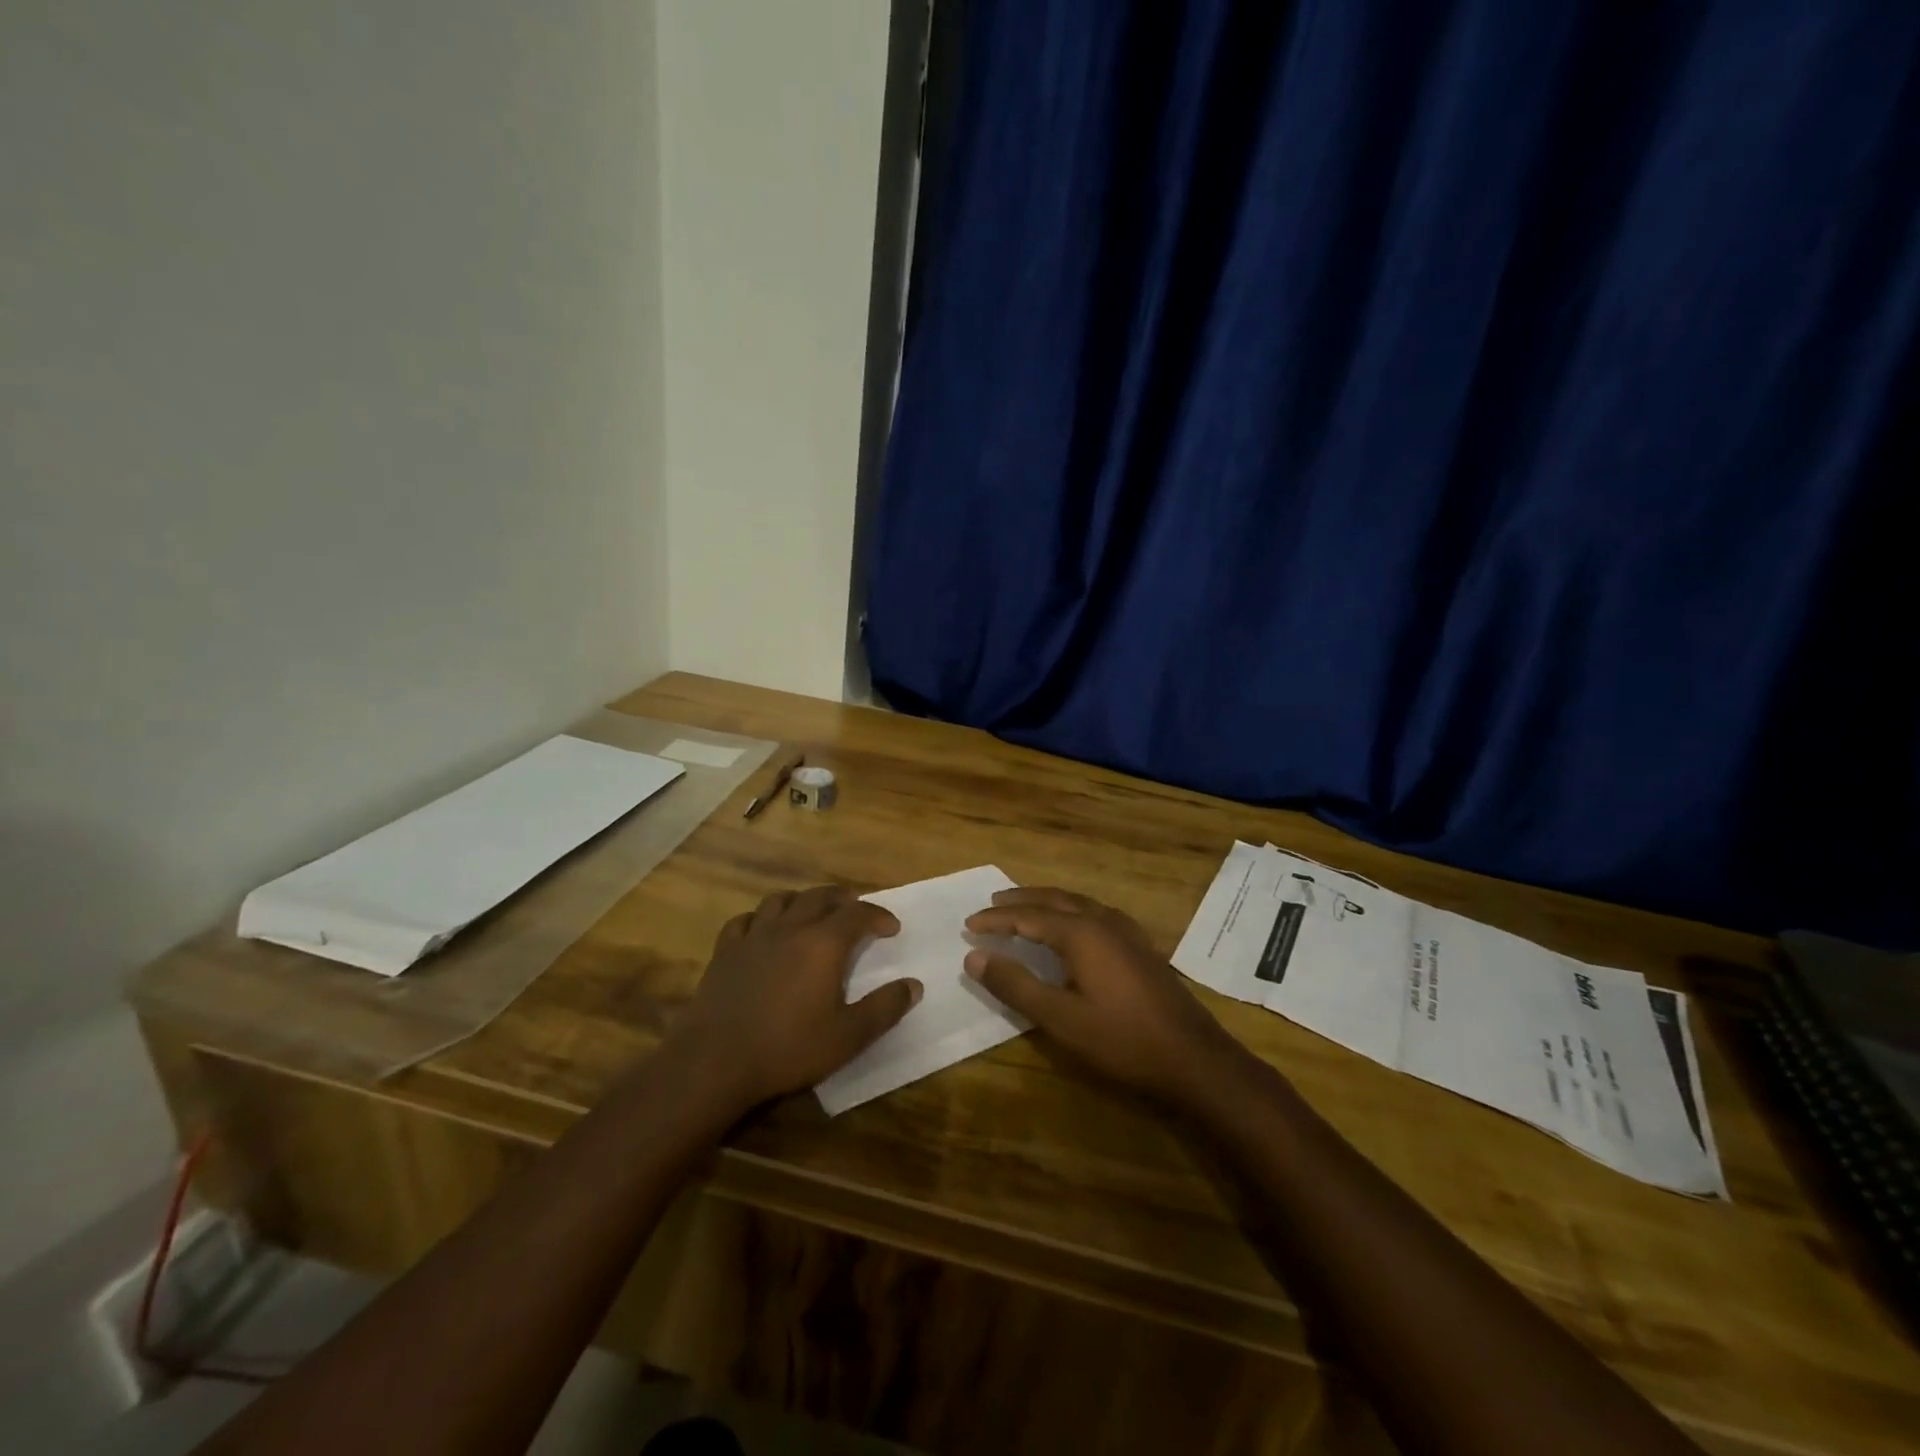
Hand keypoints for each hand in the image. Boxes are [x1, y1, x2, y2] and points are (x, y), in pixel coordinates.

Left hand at [673, 885, 920, 1108]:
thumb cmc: (788, 1048)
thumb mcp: (848, 1037)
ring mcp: (754, 936)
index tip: (891, 928)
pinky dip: (760, 919)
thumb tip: (913, 985)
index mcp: (823, 944)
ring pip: (781, 900)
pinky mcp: (725, 951)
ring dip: (802, 901)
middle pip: (820, 897)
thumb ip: (884, 1008)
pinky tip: (762, 931)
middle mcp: (790, 928)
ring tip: (811, 913)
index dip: (878, 915)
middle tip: (855, 910)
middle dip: (842, 899)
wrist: (715, 1061)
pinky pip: (744, 920)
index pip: (858, 914)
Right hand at [964, 887, 1242, 1104]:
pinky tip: (1074, 925)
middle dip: (1020, 901)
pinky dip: (1071, 911)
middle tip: (992, 904)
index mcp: (1082, 933)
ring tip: (1025, 908)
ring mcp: (1127, 932)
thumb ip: (1016, 985)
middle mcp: (1104, 922)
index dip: (996, 920)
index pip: (1028, 917)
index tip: (968, 924)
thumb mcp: (1061, 1019)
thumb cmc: (1123, 1040)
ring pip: (1078, 903)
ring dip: (1047, 902)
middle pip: (1054, 899)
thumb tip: (975, 957)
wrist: (1194, 1058)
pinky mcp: (1141, 947)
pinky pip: (1096, 913)